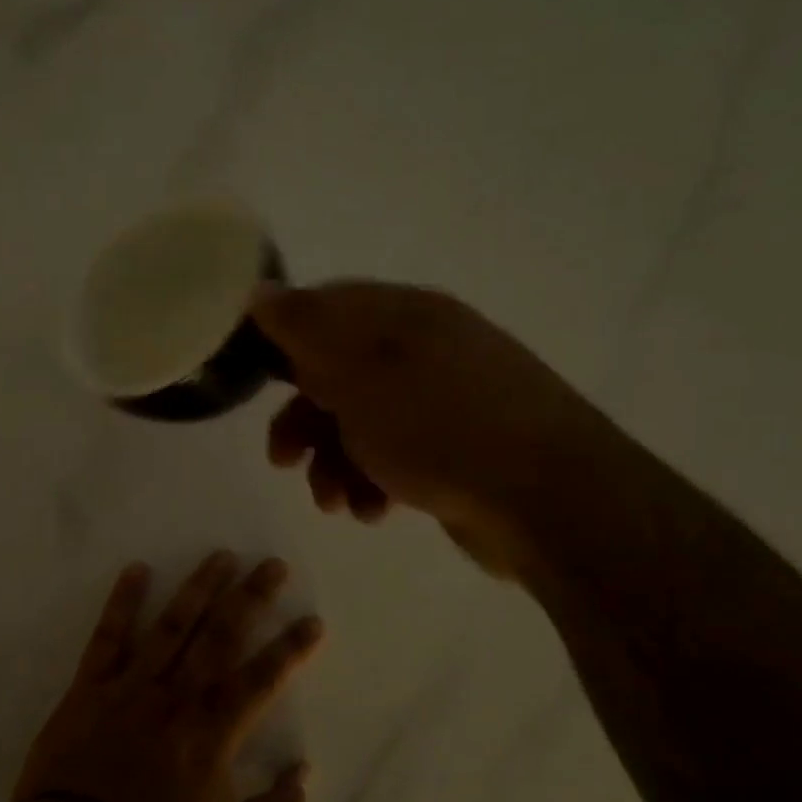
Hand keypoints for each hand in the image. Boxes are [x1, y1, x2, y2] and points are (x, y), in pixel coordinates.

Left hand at [13, 553, 321, 801]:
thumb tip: (303, 774)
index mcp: (212, 734)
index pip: (261, 681)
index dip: (290, 650)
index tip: (312, 620)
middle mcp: (177, 698)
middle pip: (221, 638)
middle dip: (251, 599)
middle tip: (272, 565)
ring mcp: (132, 687)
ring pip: (172, 627)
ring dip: (199, 588)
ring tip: (220, 556)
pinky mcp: (90, 687)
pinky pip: (108, 637)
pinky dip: (122, 602)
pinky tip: (136, 570)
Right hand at [253, 282, 591, 575]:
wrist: (544, 499)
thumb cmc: (437, 425)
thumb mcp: (357, 369)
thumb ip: (304, 327)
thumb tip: (260, 289)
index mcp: (403, 316)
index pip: (326, 310)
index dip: (284, 344)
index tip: (257, 383)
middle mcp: (423, 352)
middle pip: (337, 375)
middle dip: (303, 420)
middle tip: (282, 459)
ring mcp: (442, 404)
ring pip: (361, 425)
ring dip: (333, 463)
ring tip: (334, 501)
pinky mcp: (454, 454)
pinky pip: (393, 459)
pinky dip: (371, 484)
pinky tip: (372, 511)